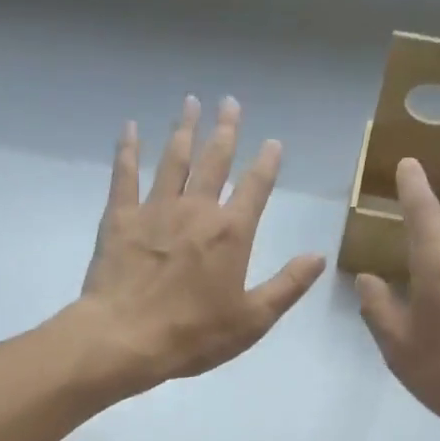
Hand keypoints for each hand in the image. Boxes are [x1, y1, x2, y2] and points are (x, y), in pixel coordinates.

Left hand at [73, 96, 324, 394]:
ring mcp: (155, 209)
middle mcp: (197, 210)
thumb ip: (288, 285)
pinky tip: (131, 128)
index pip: (256, 187)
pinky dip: (128, 149)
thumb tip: (319, 257)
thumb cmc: (194, 335)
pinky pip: (125, 174)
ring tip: (190, 102)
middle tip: (229, 102)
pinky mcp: (120, 217)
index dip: (267, 163)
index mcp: (231, 233)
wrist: (126, 338)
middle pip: (214, 160)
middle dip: (225, 130)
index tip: (273, 142)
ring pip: (173, 159)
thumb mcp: (253, 319)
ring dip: (184, 129)